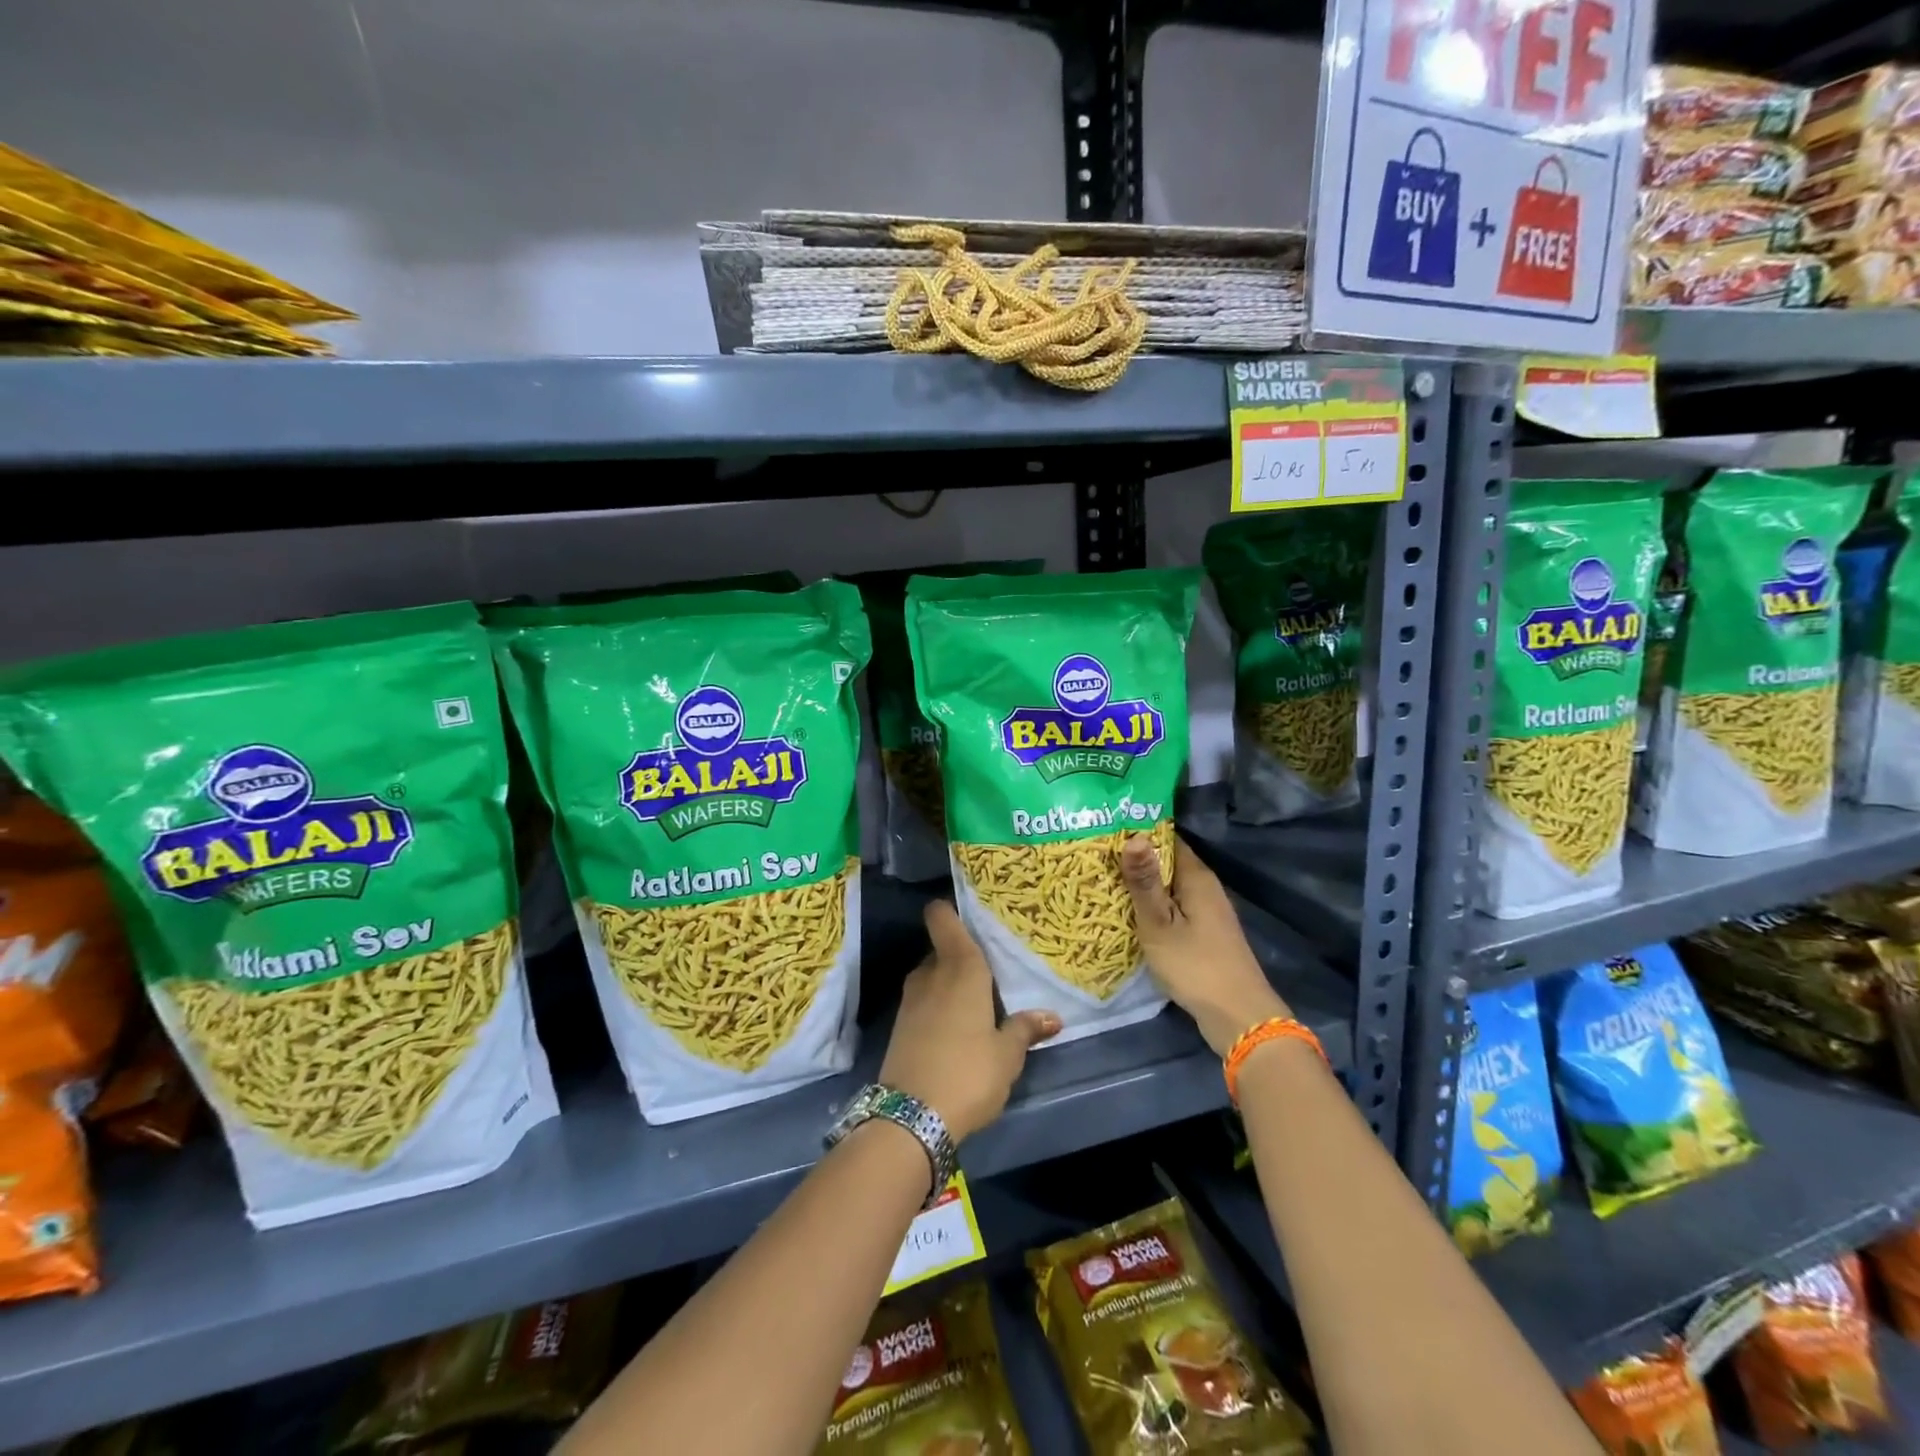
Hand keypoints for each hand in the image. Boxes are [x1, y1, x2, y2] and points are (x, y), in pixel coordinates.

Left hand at [879, 901, 1060, 1141]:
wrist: (909, 1119)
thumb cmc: (968, 1073)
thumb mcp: (1007, 1055)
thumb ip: (1025, 1029)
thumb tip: (1051, 1017)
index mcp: (960, 967)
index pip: (941, 917)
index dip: (950, 910)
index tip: (971, 917)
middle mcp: (930, 973)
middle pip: (943, 948)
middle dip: (962, 957)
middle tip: (991, 973)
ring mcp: (910, 999)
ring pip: (933, 976)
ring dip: (950, 984)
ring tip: (979, 1004)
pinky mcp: (900, 1025)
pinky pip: (924, 1001)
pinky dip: (939, 1006)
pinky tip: (957, 1030)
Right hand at [1122, 833, 1290, 1055]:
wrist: (1237, 1017)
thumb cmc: (1195, 965)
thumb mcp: (1160, 923)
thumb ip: (1144, 881)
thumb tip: (1134, 835)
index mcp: (1197, 877)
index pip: (1167, 838)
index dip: (1138, 831)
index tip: (1105, 827)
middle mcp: (1205, 888)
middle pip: (1167, 862)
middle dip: (1135, 857)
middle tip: (1094, 853)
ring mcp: (1207, 912)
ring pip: (1169, 887)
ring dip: (1142, 884)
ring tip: (1102, 878)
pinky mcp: (1204, 934)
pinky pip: (1173, 908)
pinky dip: (1152, 906)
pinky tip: (1127, 912)